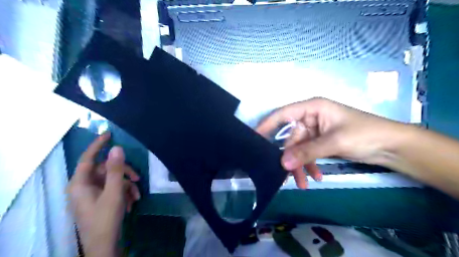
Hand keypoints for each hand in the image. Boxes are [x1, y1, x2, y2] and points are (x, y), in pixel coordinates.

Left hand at [67, 132, 139, 256]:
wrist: (104, 246)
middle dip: (123, 173)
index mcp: (80, 184)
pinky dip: (124, 193)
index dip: (98, 145)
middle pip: (105, 170)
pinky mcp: (98, 200)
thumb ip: (115, 170)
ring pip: (112, 180)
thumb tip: (117, 148)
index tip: (108, 133)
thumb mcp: (114, 192)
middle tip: (138, 178)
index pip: (88, 158)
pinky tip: (132, 202)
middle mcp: (83, 186)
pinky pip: (113, 189)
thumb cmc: (105, 219)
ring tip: (136, 196)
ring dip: (126, 185)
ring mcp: (91, 194)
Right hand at [257, 98, 403, 187]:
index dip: (267, 125)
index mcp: (312, 108)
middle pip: (291, 138)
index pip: (283, 114)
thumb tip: (282, 163)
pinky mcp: (322, 143)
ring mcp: (316, 131)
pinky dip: (311, 166)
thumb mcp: (333, 141)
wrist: (393, 146)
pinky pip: (309, 154)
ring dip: (300, 165)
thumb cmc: (364, 134)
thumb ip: (306, 152)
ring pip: (300, 149)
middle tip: (283, 174)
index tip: (254, 138)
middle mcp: (311, 118)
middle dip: (290, 157)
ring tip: (302, 183)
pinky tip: (316, 177)